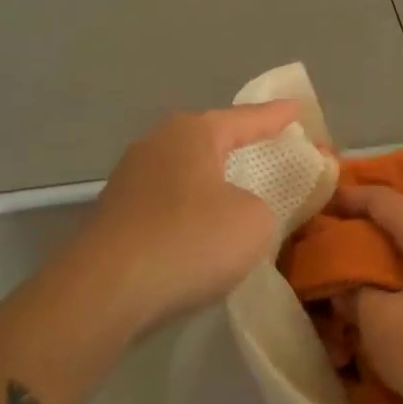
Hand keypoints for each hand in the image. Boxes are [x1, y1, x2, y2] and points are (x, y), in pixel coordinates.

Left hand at [62, 103, 300, 334]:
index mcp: (193, 132)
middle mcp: (158, 144)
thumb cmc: (189, 241)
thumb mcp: (255, 222)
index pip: (247, 118)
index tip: (299, 109)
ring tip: (241, 190)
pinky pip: (168, 202)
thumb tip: (245, 210)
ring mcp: (130, 180)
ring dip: (214, 181)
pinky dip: (192, 210)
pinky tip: (203, 230)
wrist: (103, 294)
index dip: (277, 116)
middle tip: (273, 148)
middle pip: (212, 139)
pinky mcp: (115, 217)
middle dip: (243, 145)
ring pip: (187, 172)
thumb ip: (265, 205)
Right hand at [341, 184, 402, 403]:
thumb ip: (355, 297)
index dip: (344, 199)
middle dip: (362, 234)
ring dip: (386, 262)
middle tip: (326, 253)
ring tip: (356, 284)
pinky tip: (396, 309)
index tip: (314, 208)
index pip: (379, 197)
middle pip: (400, 221)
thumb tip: (346, 285)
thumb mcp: (383, 328)